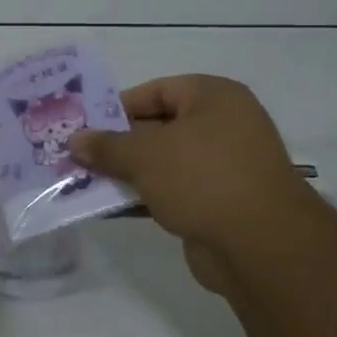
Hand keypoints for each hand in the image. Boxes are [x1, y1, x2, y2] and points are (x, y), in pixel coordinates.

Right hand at [70, 75, 326, 296]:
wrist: (261, 245)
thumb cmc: (202, 178)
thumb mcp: (145, 155)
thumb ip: (107, 146)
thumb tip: (75, 140)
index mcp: (214, 97)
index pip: (156, 91)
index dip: (117, 106)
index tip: (85, 125)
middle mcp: (224, 125)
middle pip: (159, 127)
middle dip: (119, 143)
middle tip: (79, 154)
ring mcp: (225, 166)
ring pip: (165, 162)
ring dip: (128, 173)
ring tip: (85, 181)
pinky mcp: (221, 202)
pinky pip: (174, 190)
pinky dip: (146, 196)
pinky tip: (111, 207)